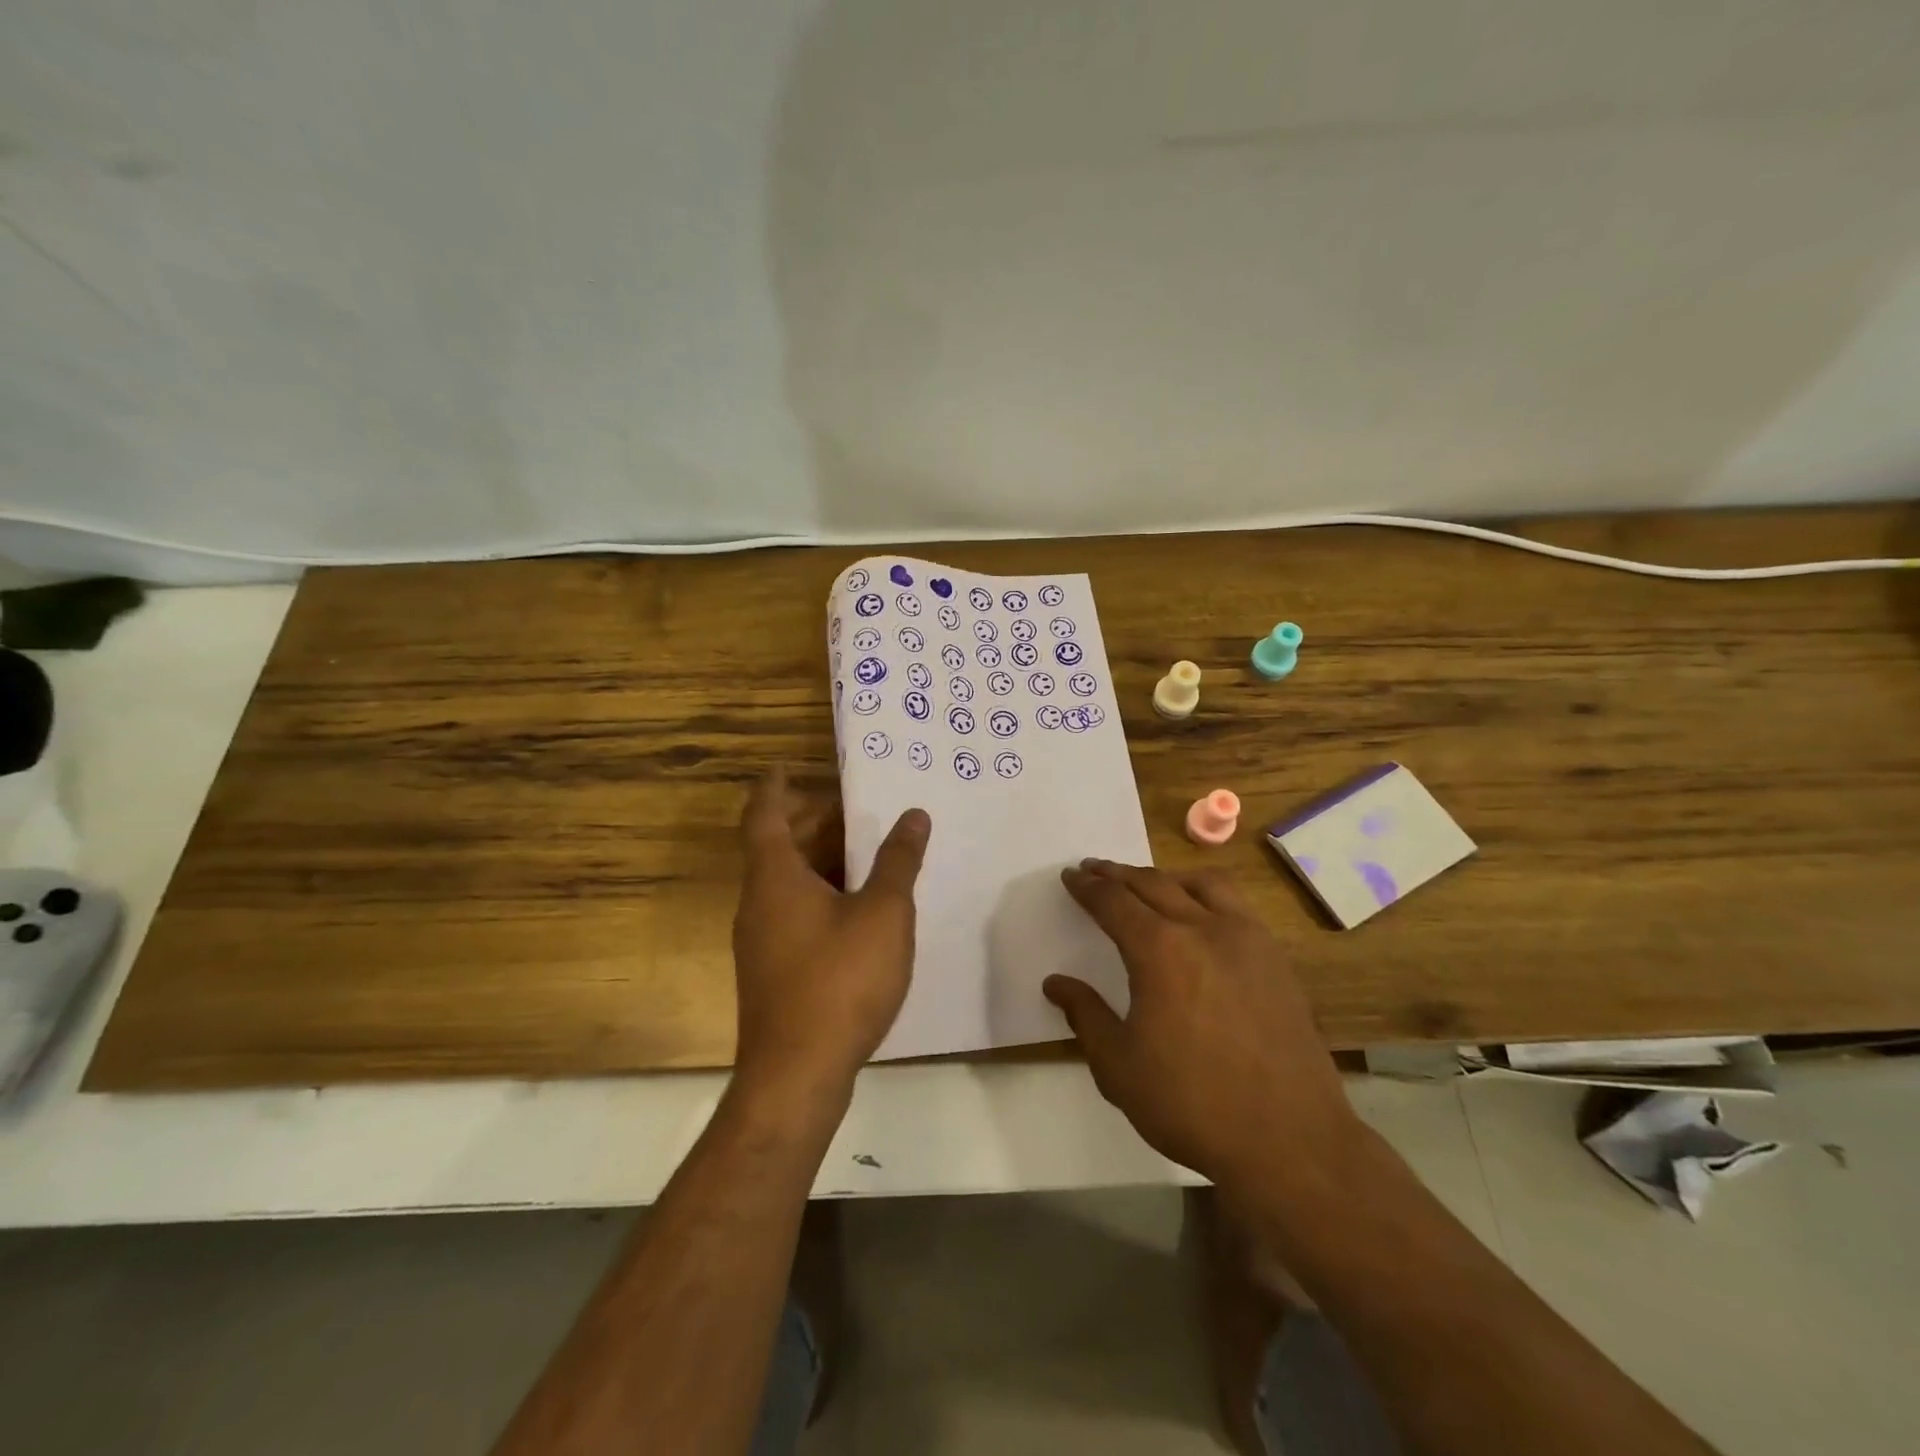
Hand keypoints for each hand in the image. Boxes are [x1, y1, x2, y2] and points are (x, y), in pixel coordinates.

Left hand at [731, 767, 929, 1101]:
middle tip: (853, 808)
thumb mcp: (882, 913)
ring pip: (786, 881)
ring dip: (819, 859)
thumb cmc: (839, 980)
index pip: (763, 814)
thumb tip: (913, 815)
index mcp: (774, 877)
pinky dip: (821, 893)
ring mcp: (762, 940)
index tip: (785, 766)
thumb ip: (897, 861)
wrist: (796, 1075)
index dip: (774, 786)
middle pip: (777, 846)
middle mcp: (759, 902)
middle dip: (811, 821)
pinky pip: (793, 911)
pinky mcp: (774, 970)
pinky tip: (858, 907)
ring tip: (865, 851)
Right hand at [1043, 860, 1358, 1190]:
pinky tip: (1202, 916)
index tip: (1070, 876)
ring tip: (1147, 883)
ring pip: (1200, 884)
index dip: (1088, 887)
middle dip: (1118, 874)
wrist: (1290, 1140)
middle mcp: (1203, 929)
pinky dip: (1206, 894)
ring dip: (1165, 877)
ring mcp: (1246, 940)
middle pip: (1152, 884)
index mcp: (1160, 951)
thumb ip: (1085, 1015)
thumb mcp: (1119, 1067)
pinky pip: (1236, 905)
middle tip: (1095, 869)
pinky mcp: (1276, 959)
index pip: (1113, 902)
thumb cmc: (1192, 1104)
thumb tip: (1056, 983)